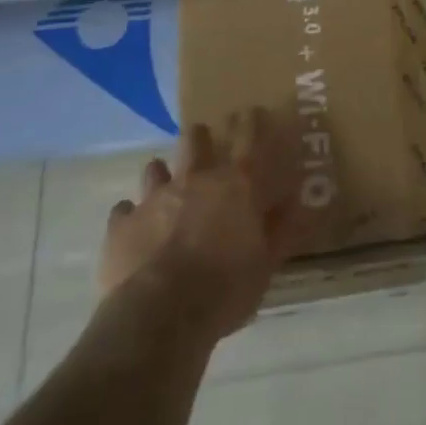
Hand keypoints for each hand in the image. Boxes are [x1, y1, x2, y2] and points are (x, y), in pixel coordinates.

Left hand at [99, 107, 304, 343]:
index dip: (251, 121)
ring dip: (162, 174)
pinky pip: (124, 210)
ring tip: (165, 185)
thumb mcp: (266, 264)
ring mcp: (154, 199)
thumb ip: (282, 230)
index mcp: (235, 185)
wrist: (160, 314)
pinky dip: (130, 215)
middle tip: (204, 142)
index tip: (251, 110)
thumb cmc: (225, 288)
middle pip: (195, 140)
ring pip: (155, 168)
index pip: (248, 139)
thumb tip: (304, 203)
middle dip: (200, 137)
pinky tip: (133, 227)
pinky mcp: (121, 225)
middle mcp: (194, 180)